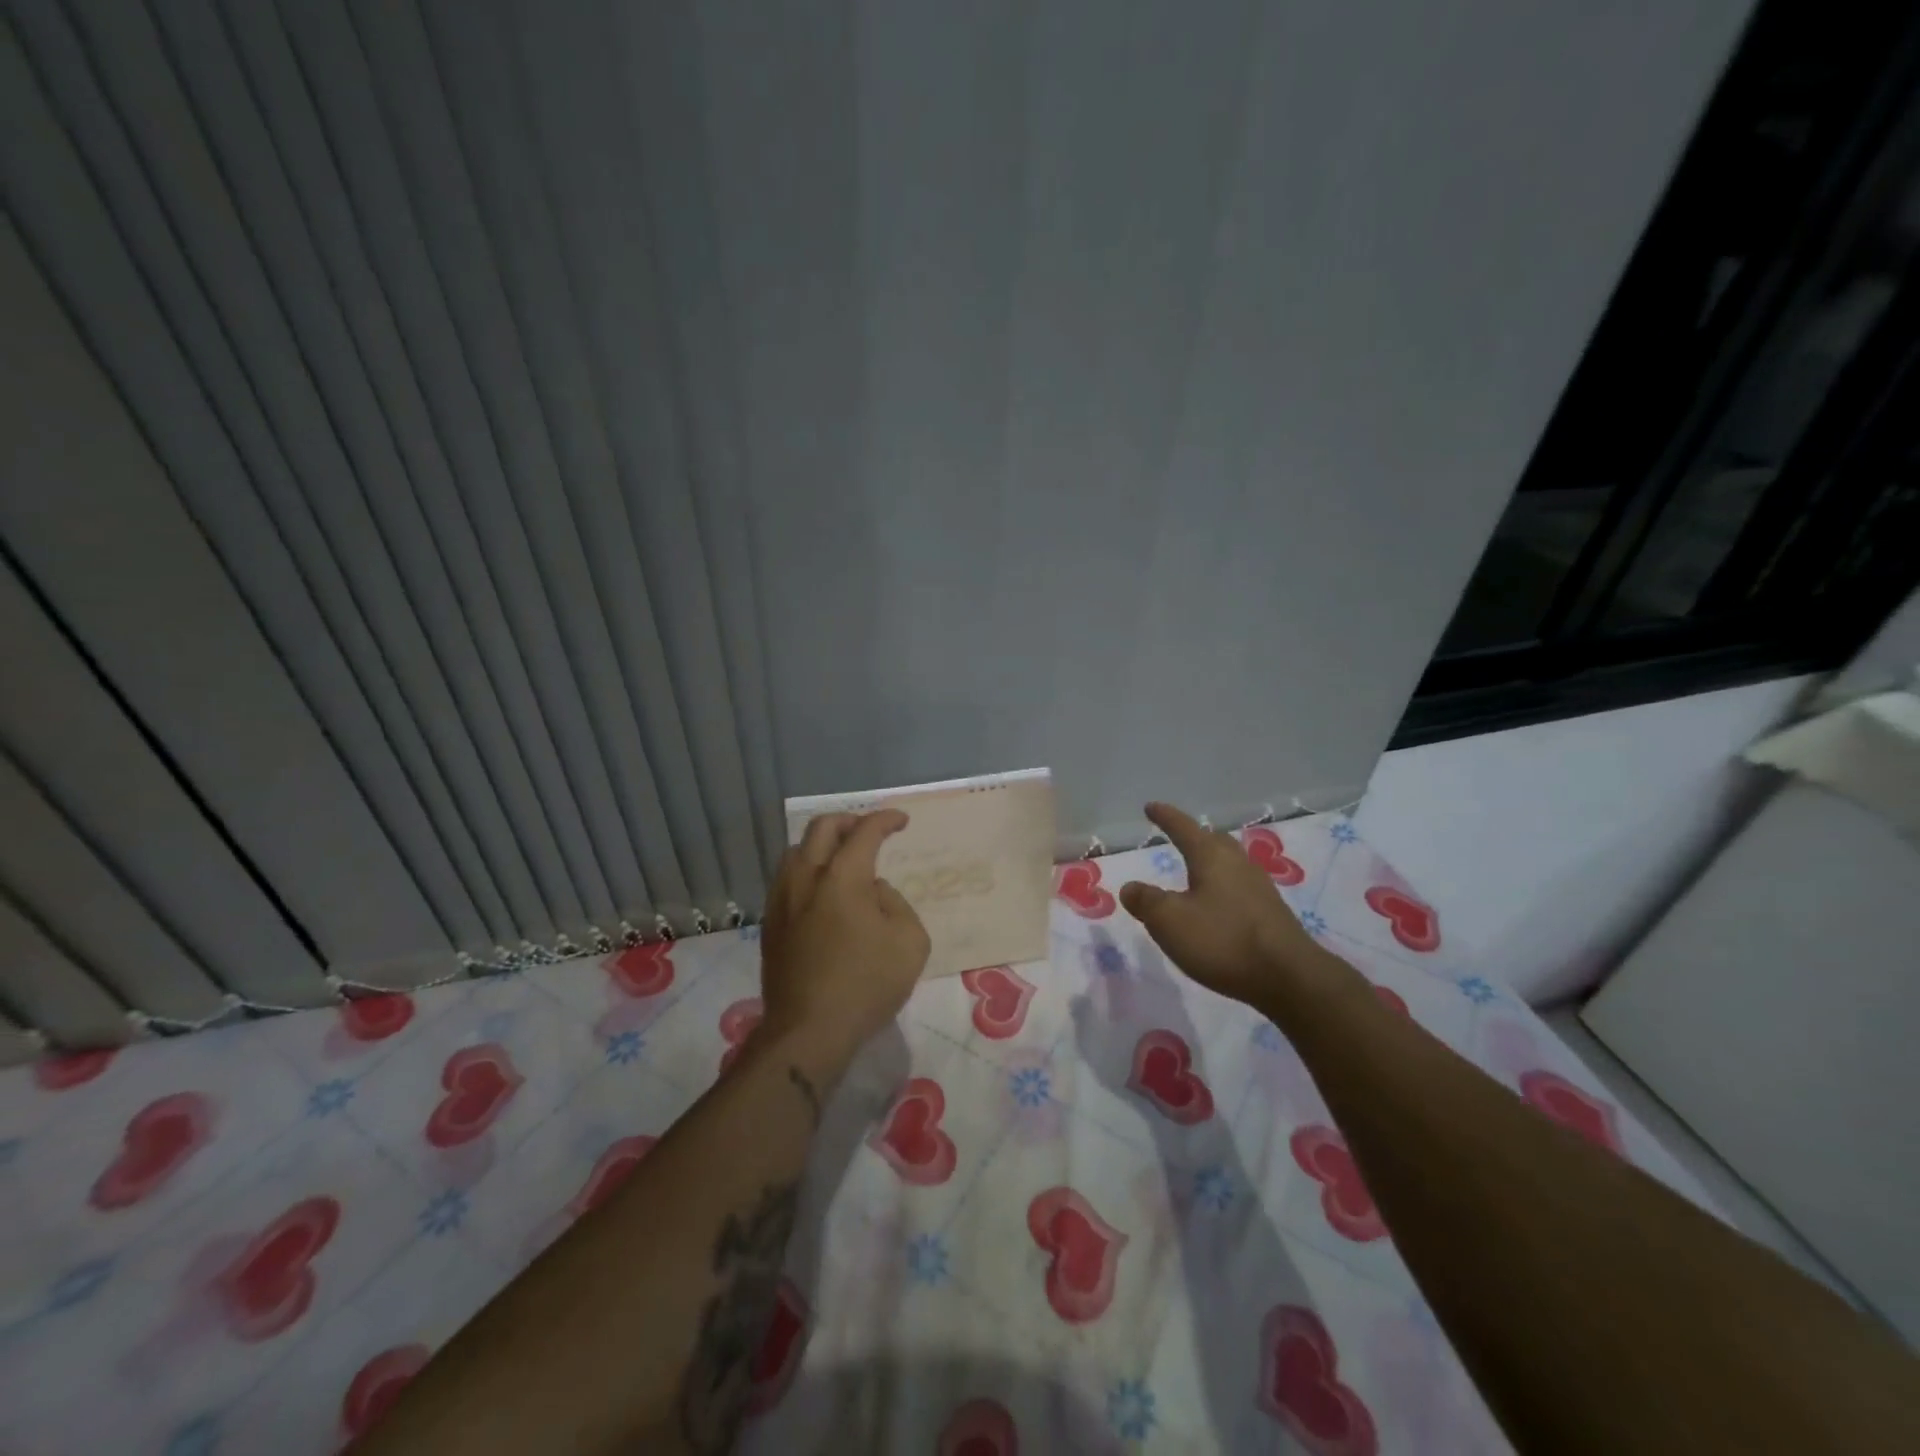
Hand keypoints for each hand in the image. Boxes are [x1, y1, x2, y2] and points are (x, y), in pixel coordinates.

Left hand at [758, 810, 930, 1071]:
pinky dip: (807, 872)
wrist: (808, 1030)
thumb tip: (872, 892)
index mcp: (842, 877)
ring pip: (796, 852)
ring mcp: (782, 901)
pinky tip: (821, 895)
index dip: (885, 820)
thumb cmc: (866, 984)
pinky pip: (786, 880)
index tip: (901, 822)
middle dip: (848, 821)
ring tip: (841, 861)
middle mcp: (806, 878)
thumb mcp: (910, 941)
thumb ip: (896, 903)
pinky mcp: (770, 925)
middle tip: (867, 831)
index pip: (865, 831)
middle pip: (821, 829)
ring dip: (821, 846)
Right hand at [1120, 802, 1353, 1014]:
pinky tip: (1218, 905)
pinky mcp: (1271, 913)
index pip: (1184, 828)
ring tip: (1196, 872)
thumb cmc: (1223, 940)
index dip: (1165, 817)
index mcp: (1211, 857)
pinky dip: (1223, 887)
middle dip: (1195, 837)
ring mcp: (1260, 888)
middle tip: (1178, 837)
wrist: (1290, 978)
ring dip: (1211, 863)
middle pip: (1214, 841)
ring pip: (1230, 863)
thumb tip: (1130, 887)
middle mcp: (1238, 864)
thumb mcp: (1170, 921)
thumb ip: (1146, 901)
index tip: (1151, 807)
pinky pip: (1240, 887)